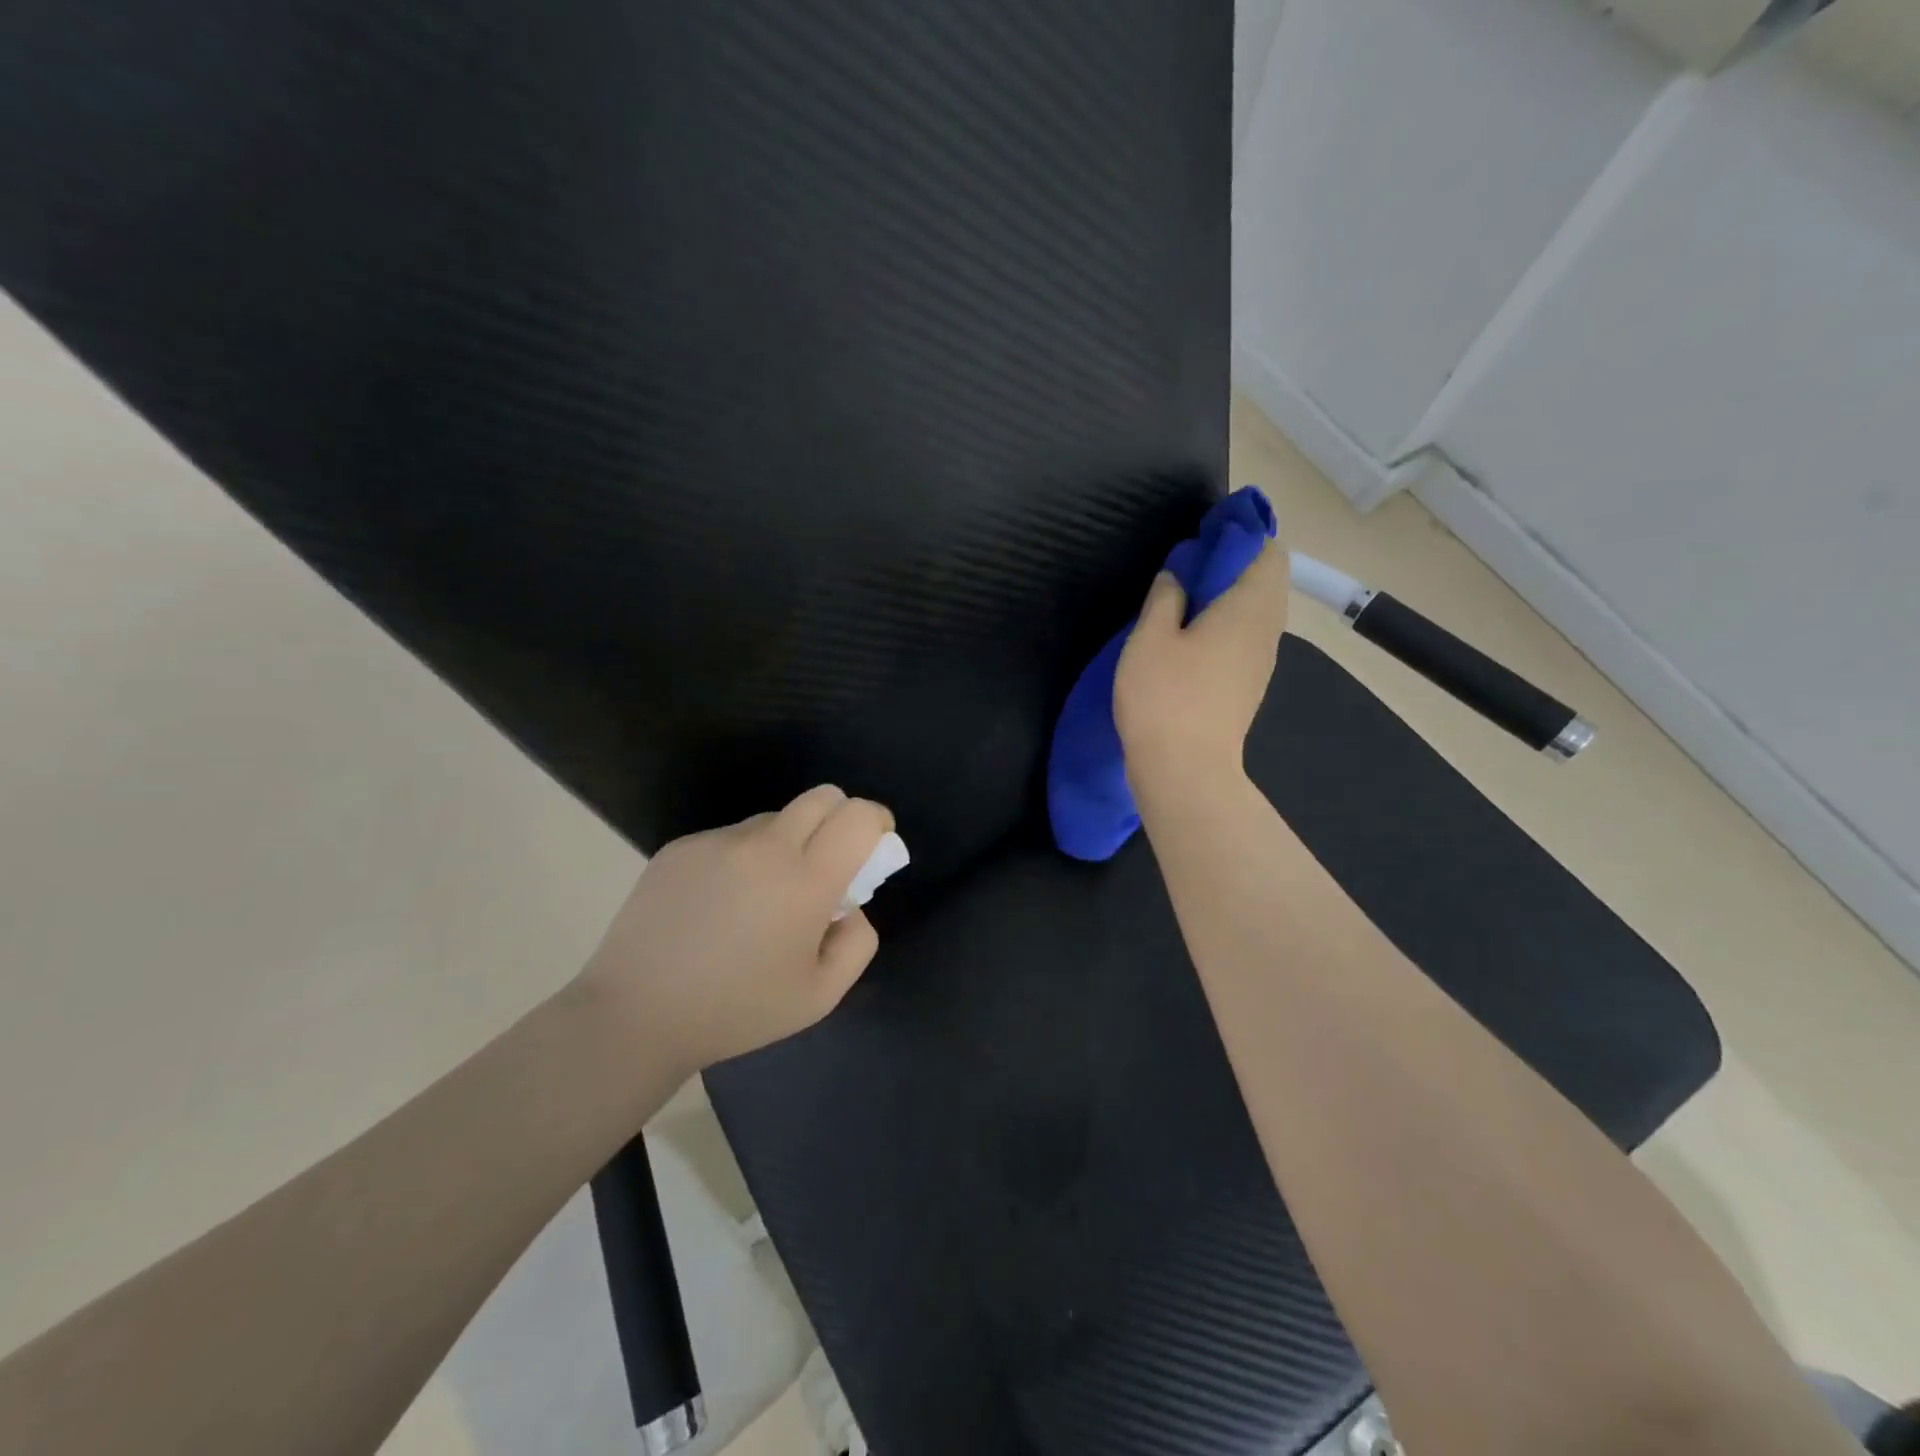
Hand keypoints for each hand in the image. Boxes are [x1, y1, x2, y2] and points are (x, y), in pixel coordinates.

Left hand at [576, 786, 893, 1075]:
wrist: (634, 1015)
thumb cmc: (736, 1011)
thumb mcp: (820, 996)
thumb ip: (857, 942)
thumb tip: (849, 905)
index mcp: (805, 881)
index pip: (858, 816)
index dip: (876, 821)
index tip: (875, 844)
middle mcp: (764, 846)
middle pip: (823, 796)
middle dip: (840, 818)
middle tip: (827, 864)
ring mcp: (718, 842)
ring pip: (774, 819)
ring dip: (787, 843)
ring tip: (760, 899)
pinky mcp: (681, 846)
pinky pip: (731, 838)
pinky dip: (742, 859)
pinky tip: (716, 906)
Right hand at [1113, 536, 1288, 794]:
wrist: (1186, 771)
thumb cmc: (1165, 697)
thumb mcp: (1150, 638)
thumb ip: (1165, 597)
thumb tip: (1179, 575)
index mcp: (1250, 608)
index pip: (1268, 551)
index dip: (1239, 537)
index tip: (1202, 541)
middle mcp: (1267, 630)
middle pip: (1265, 581)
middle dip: (1231, 567)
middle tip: (1185, 572)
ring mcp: (1261, 661)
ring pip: (1255, 612)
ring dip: (1226, 599)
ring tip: (1182, 604)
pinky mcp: (1248, 686)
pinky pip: (1245, 638)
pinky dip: (1225, 626)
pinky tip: (1189, 641)